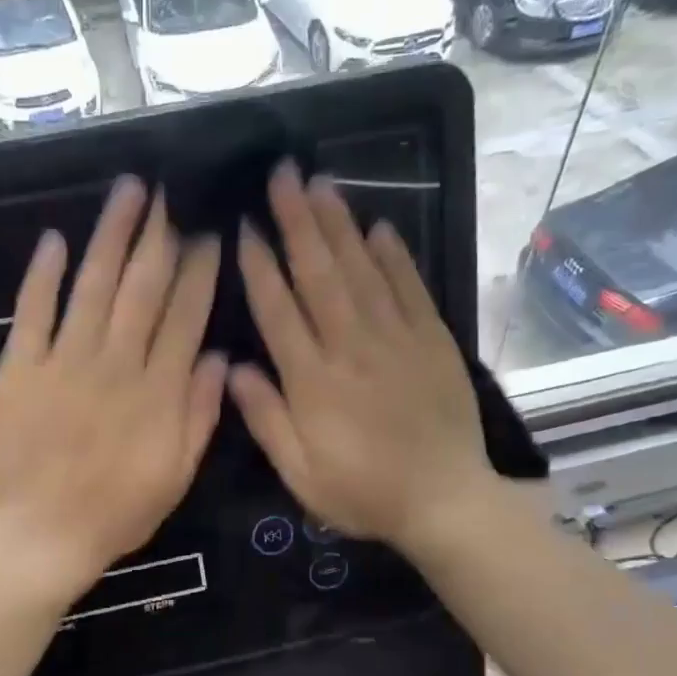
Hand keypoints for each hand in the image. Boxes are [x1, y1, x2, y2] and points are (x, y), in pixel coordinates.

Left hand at [0, 176, 225, 602]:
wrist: (41, 536)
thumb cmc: (116, 513)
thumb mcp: (177, 475)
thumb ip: (199, 414)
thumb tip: (216, 356)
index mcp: (158, 391)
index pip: (185, 315)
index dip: (199, 270)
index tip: (209, 231)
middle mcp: (115, 364)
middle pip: (143, 287)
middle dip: (160, 235)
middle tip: (172, 190)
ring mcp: (64, 362)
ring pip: (93, 286)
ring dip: (111, 235)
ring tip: (128, 191)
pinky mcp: (19, 368)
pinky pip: (33, 312)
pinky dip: (43, 275)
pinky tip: (55, 239)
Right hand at [230, 164, 499, 556]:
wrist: (445, 501)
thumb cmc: (362, 492)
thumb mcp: (300, 474)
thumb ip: (266, 418)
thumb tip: (231, 367)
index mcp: (313, 381)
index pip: (278, 311)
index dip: (259, 266)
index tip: (245, 225)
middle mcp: (352, 347)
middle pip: (319, 275)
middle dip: (297, 222)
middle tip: (282, 173)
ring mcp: (397, 339)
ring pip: (362, 270)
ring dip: (338, 225)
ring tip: (319, 183)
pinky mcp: (433, 341)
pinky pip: (410, 288)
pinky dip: (394, 256)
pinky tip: (378, 226)